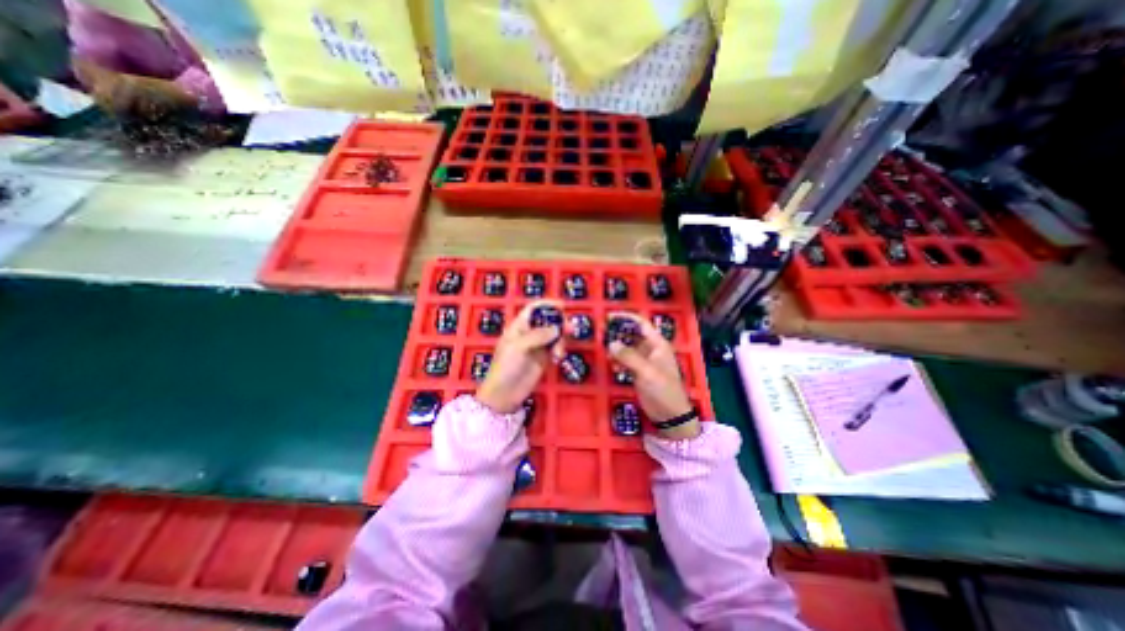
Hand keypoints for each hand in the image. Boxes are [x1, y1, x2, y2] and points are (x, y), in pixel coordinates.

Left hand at [477, 298, 567, 412]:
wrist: (503, 395)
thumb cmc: (505, 367)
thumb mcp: (518, 348)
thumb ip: (538, 335)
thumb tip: (557, 328)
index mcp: (518, 327)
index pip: (533, 309)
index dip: (547, 304)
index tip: (563, 305)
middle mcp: (529, 334)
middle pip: (548, 321)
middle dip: (559, 323)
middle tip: (570, 328)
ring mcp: (537, 346)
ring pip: (554, 335)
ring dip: (561, 339)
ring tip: (559, 352)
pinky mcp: (543, 359)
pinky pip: (556, 348)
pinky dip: (560, 350)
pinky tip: (557, 359)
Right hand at [602, 312, 701, 438]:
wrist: (670, 415)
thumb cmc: (663, 390)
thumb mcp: (646, 372)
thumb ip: (628, 356)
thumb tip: (611, 343)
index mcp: (657, 344)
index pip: (641, 324)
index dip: (626, 317)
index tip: (609, 317)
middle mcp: (651, 349)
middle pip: (632, 334)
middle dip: (618, 332)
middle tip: (602, 333)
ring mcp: (644, 361)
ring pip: (627, 348)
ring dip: (616, 347)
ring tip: (603, 348)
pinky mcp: (638, 372)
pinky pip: (626, 360)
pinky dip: (618, 360)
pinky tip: (611, 365)